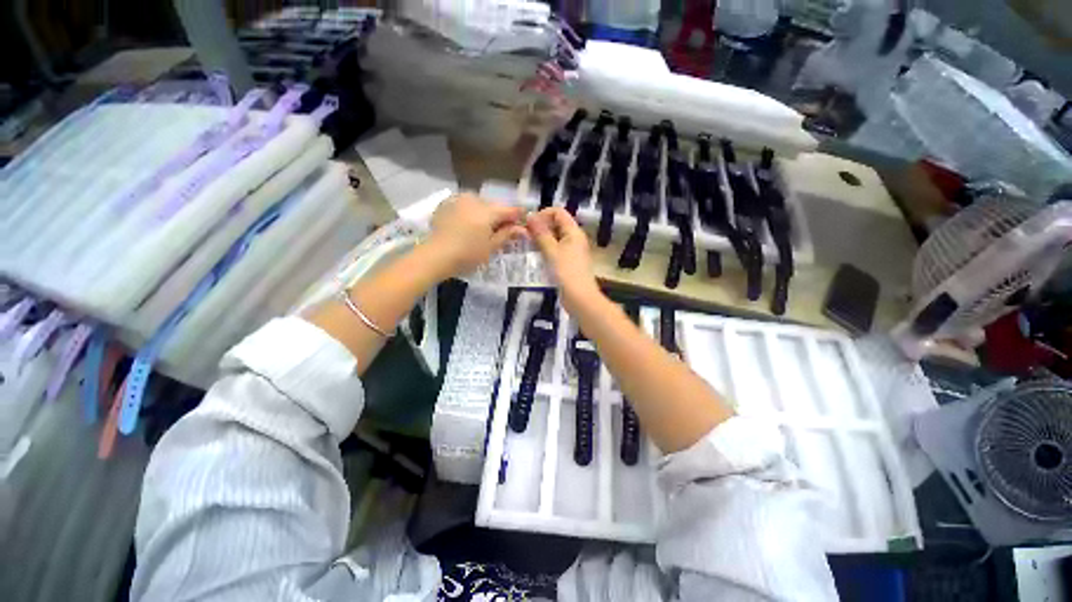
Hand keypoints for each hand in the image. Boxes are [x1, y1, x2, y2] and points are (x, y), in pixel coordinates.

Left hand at [423, 193, 527, 279]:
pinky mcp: (446, 203)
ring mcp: (458, 199)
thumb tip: (522, 229)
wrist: (435, 256)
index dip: (519, 217)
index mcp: (488, 210)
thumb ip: (507, 234)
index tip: (523, 226)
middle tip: (502, 231)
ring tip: (483, 229)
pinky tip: (467, 225)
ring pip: (479, 204)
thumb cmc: (467, 255)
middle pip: (494, 206)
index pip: (510, 210)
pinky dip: (470, 213)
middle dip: (500, 216)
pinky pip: (465, 205)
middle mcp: (475, 199)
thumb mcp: (491, 247)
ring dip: (485, 213)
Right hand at [527, 207, 600, 309]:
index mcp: (573, 231)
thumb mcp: (551, 251)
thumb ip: (541, 233)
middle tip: (525, 236)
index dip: (542, 214)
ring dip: (541, 240)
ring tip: (527, 246)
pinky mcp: (569, 262)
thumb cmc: (566, 272)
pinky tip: (535, 257)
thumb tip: (530, 215)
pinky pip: (556, 250)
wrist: (579, 298)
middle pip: (556, 224)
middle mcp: (575, 238)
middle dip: (540, 227)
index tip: (528, 225)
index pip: (558, 212)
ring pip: (555, 238)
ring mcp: (572, 251)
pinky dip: (546, 250)